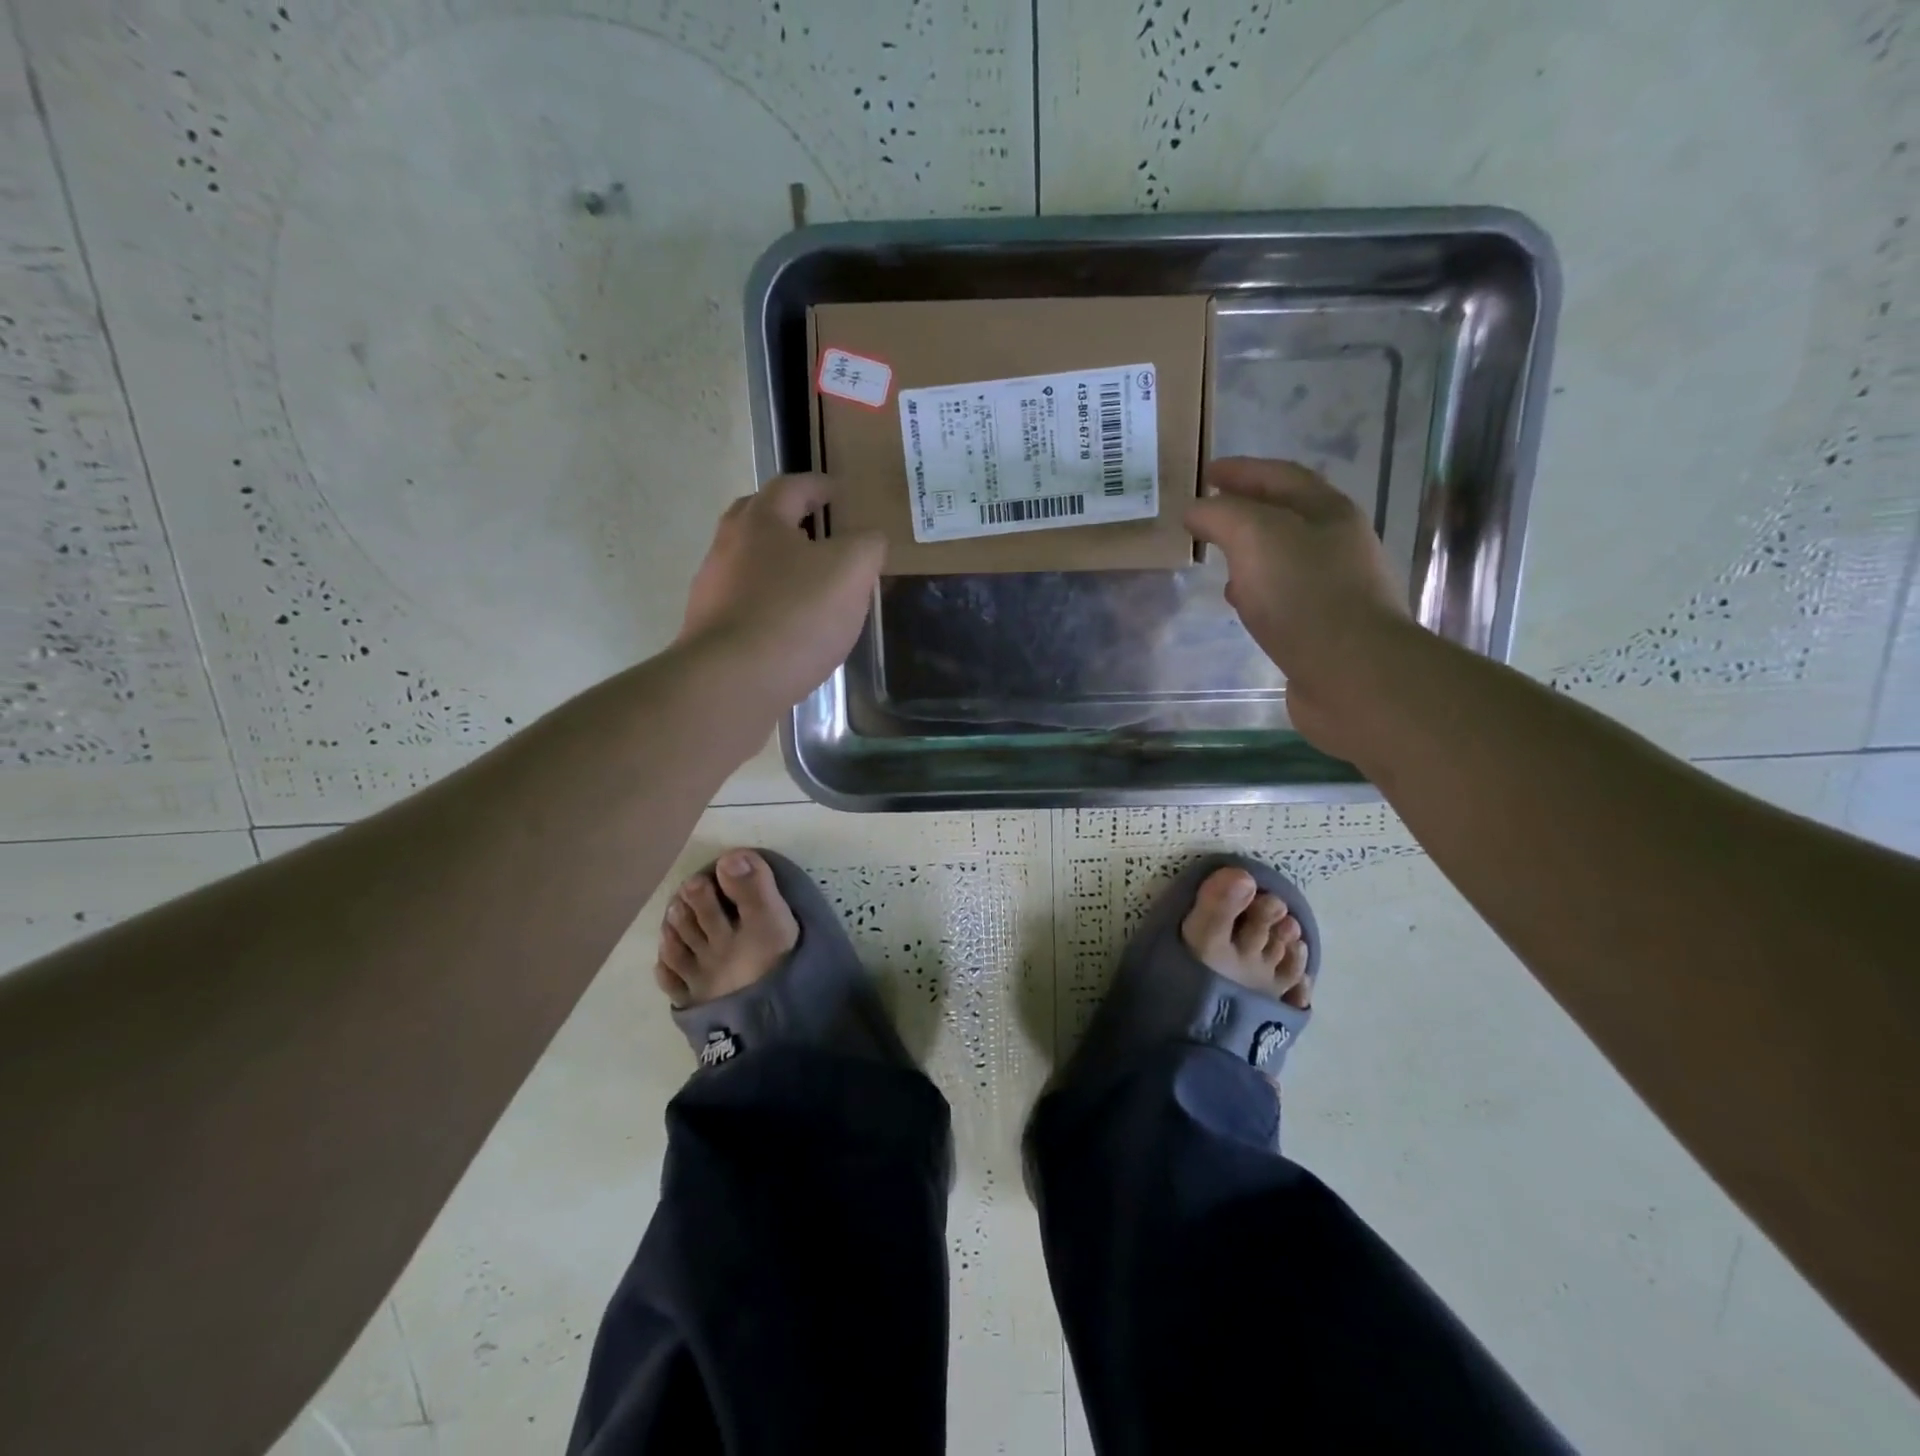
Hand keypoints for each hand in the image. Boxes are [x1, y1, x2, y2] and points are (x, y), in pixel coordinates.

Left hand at [679, 474, 885, 708]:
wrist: (732, 681)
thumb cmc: (796, 615)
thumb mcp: (850, 571)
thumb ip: (867, 546)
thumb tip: (869, 540)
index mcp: (761, 521)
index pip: (792, 487)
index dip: (819, 486)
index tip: (839, 491)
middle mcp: (728, 546)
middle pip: (757, 518)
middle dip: (787, 518)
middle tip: (816, 528)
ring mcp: (713, 589)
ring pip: (747, 562)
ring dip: (776, 563)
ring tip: (808, 582)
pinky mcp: (710, 629)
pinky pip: (744, 603)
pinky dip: (768, 602)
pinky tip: (788, 625)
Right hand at [1185, 458, 1411, 756]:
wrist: (1353, 674)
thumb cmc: (1304, 596)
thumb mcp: (1255, 537)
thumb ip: (1221, 515)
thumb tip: (1195, 510)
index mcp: (1327, 511)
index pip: (1280, 475)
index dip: (1242, 469)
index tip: (1205, 473)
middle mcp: (1337, 542)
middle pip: (1287, 513)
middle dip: (1246, 509)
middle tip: (1207, 514)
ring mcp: (1335, 585)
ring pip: (1284, 555)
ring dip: (1250, 551)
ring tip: (1217, 557)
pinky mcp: (1325, 625)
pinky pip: (1284, 594)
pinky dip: (1257, 588)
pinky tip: (1241, 602)